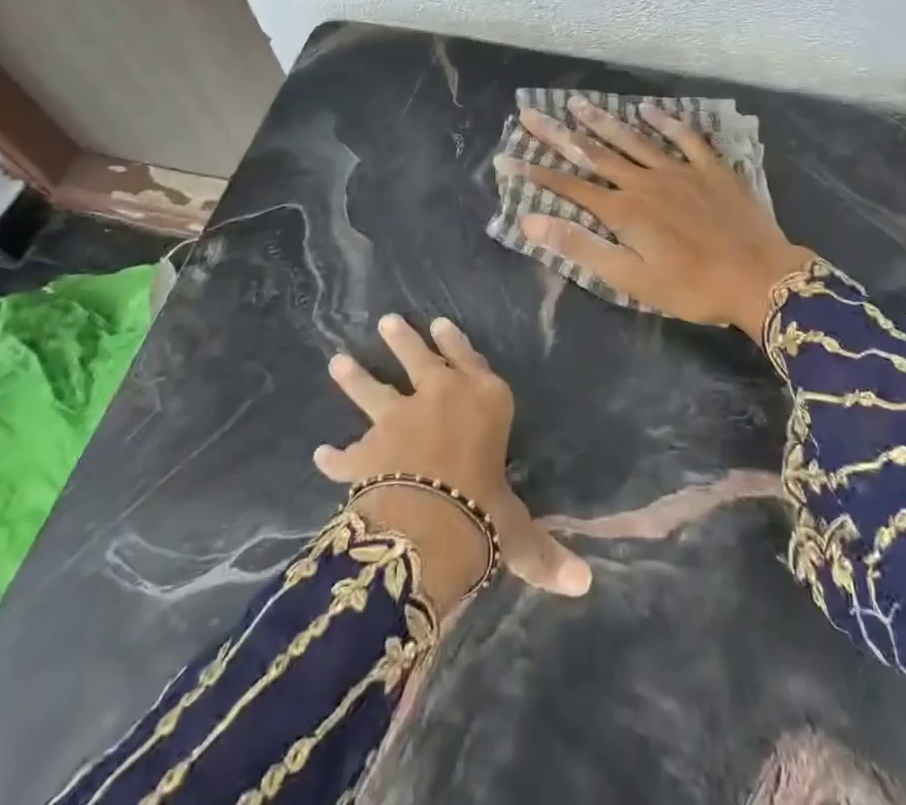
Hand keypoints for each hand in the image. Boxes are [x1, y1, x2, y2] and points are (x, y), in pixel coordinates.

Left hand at [315, 313, 592, 612]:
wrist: (428, 524)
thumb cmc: (486, 512)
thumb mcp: (517, 530)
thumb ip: (542, 551)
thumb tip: (583, 584)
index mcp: (484, 401)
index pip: (471, 361)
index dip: (456, 343)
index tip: (440, 324)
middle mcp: (439, 397)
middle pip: (419, 359)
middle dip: (403, 340)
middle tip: (388, 321)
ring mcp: (398, 419)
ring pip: (372, 391)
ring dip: (355, 377)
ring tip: (337, 361)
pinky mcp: (366, 451)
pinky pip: (346, 454)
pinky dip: (334, 456)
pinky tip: (321, 454)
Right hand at [494, 97, 813, 338]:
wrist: (760, 278)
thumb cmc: (691, 287)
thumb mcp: (631, 279)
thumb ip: (581, 247)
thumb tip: (531, 221)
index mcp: (624, 210)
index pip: (569, 187)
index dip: (536, 173)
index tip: (506, 157)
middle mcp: (645, 181)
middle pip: (595, 153)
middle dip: (559, 134)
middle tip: (530, 113)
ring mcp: (680, 170)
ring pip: (633, 139)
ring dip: (603, 121)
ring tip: (577, 102)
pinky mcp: (711, 169)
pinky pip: (685, 137)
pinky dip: (666, 121)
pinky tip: (649, 109)